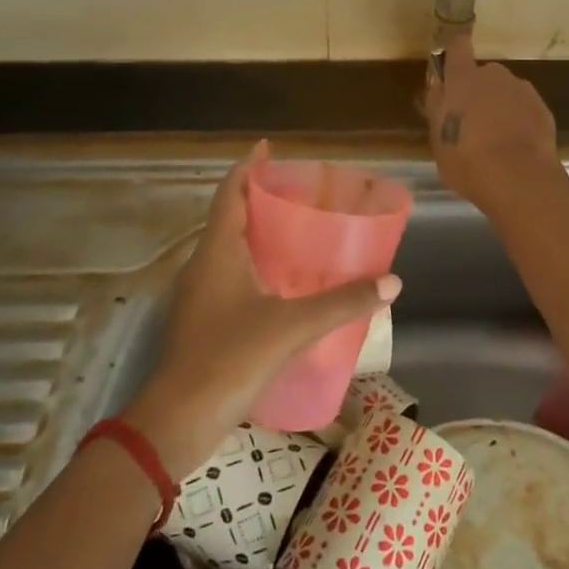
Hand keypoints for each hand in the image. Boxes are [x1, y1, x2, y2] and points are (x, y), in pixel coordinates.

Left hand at [123, 142, 399, 477]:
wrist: (177, 422)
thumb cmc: (229, 359)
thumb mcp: (292, 327)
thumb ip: (342, 303)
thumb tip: (392, 282)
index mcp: (218, 252)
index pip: (230, 193)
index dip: (247, 167)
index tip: (267, 147)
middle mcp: (204, 265)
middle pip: (230, 217)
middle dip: (259, 199)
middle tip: (299, 192)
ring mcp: (199, 296)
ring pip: (229, 249)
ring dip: (258, 234)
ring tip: (298, 232)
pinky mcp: (203, 322)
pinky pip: (230, 276)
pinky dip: (256, 266)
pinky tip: (284, 284)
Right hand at [425, 32, 560, 210]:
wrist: (519, 177)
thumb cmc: (467, 159)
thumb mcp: (438, 139)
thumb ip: (438, 109)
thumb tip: (440, 89)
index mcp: (462, 79)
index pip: (457, 48)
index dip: (455, 54)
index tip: (452, 69)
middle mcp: (493, 75)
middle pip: (484, 75)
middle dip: (479, 92)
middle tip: (473, 122)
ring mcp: (522, 89)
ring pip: (506, 92)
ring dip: (501, 106)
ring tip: (498, 139)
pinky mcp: (543, 108)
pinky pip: (525, 109)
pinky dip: (521, 121)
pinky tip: (517, 146)